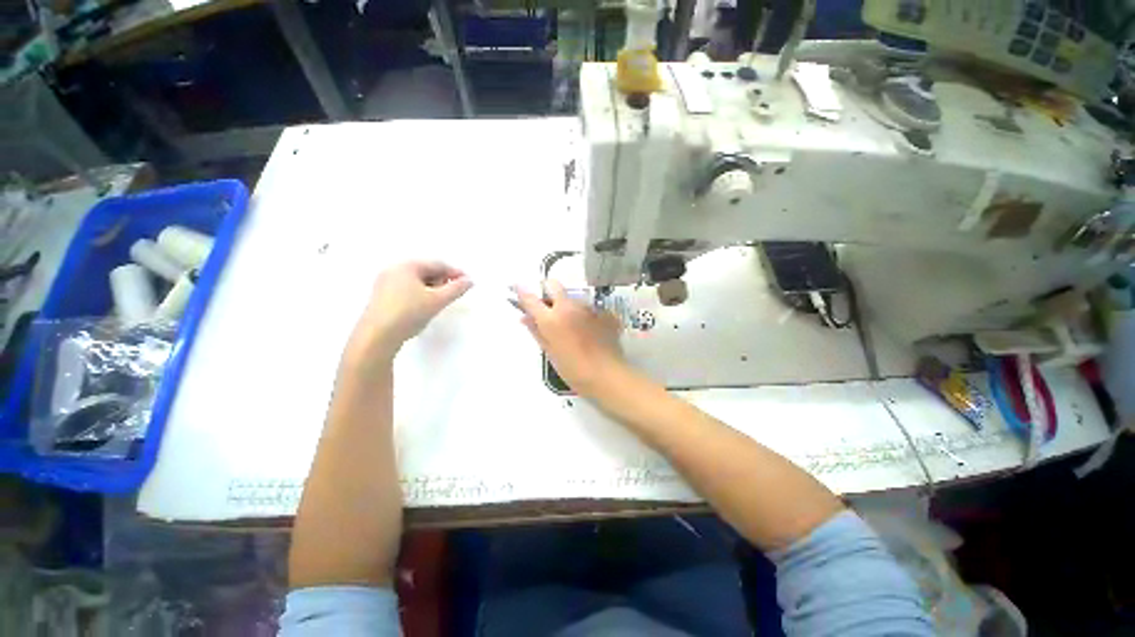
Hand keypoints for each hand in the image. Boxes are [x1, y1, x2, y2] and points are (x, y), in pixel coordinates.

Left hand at [345, 261, 471, 369]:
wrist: (376, 337)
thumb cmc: (409, 313)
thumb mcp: (438, 300)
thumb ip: (456, 289)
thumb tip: (469, 281)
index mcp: (407, 265)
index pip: (438, 264)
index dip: (455, 273)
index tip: (468, 283)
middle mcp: (394, 269)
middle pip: (426, 270)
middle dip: (443, 280)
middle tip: (454, 293)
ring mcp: (384, 282)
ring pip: (416, 281)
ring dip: (432, 288)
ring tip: (440, 301)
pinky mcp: (381, 296)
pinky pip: (407, 288)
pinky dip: (420, 294)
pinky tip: (424, 307)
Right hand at [515, 280, 624, 397]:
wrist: (608, 375)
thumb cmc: (574, 370)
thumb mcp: (550, 353)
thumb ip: (537, 332)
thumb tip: (525, 317)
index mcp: (551, 319)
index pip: (531, 298)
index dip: (522, 291)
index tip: (517, 287)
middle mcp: (569, 307)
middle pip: (554, 285)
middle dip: (547, 290)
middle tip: (547, 306)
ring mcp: (588, 308)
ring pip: (573, 297)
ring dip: (568, 305)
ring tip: (572, 325)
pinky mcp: (604, 313)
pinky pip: (589, 308)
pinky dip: (584, 315)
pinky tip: (589, 331)